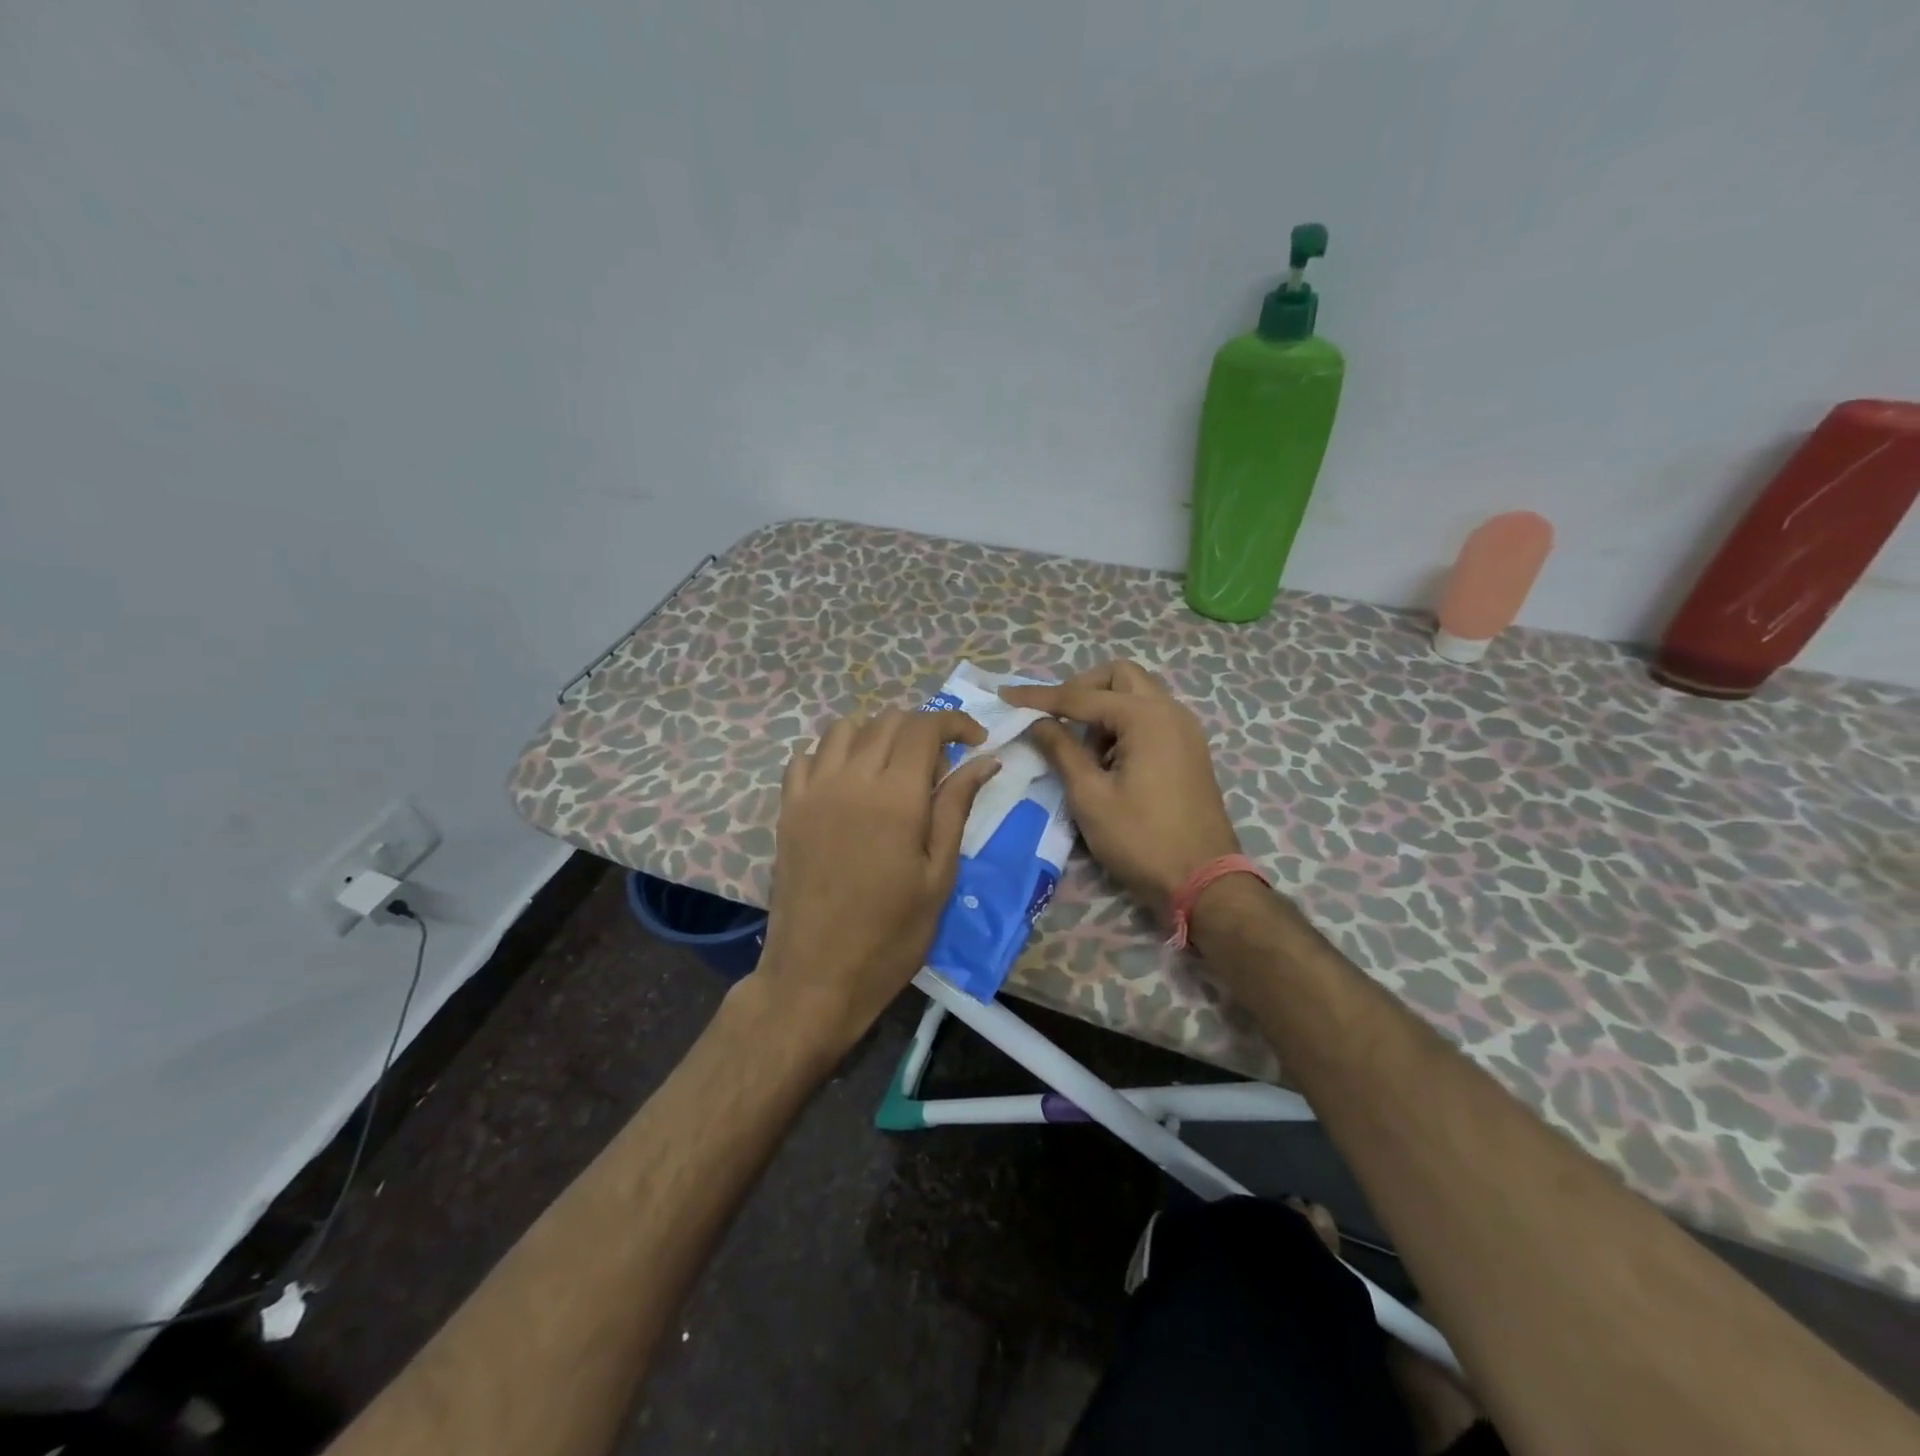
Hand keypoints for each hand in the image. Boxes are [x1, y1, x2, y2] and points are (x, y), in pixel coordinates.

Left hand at [755, 708, 1000, 1055]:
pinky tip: (847, 784)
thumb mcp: (938, 876)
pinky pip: (807, 756)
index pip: (924, 727)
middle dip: (921, 730)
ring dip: (876, 734)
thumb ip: (956, 809)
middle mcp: (851, 779)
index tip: (974, 741)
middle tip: (937, 769)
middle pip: (887, 721)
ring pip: (844, 728)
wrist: (816, 976)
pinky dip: (832, 754)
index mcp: (896, 796)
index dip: (954, 723)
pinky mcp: (788, 808)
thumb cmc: (891, 935)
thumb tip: (984, 761)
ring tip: (892, 770)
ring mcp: (813, 791)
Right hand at [1000, 661, 1240, 921]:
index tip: (1006, 697)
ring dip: (1104, 709)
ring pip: (1137, 696)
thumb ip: (1061, 750)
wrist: (1204, 882)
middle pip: (1119, 677)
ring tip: (1082, 751)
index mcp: (1146, 717)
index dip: (1039, 697)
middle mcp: (1170, 711)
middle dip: (1081, 689)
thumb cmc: (1141, 839)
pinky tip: (1109, 761)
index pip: (1081, 696)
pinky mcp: (1189, 751)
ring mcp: (1185, 730)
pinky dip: (1124, 726)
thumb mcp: (1090, 796)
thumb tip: (1036, 722)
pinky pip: (1151, 719)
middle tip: (1055, 718)